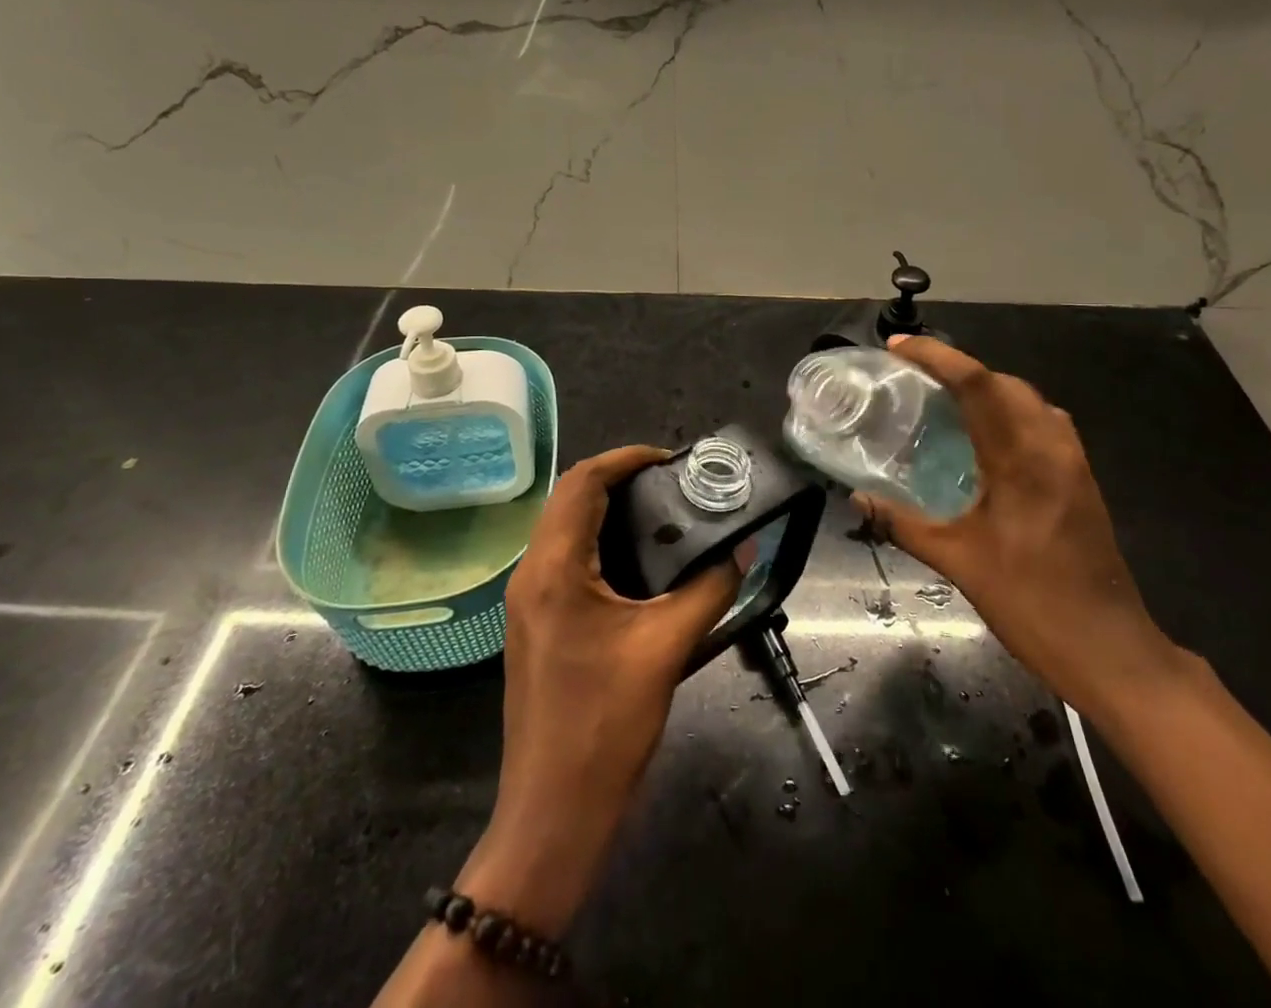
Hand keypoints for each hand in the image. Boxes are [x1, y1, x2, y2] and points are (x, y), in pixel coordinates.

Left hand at [459, 445, 740, 935]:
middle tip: (671, 483)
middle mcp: (531, 573)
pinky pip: (564, 559)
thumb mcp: (667, 648)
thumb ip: (710, 590)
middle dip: (618, 478)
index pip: (582, 482)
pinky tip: (639, 561)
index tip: (670, 459)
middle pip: (569, 498)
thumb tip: (742, 551)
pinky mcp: (536, 623)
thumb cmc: (606, 725)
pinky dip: (599, 540)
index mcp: (553, 568)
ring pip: (564, 527)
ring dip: (607, 508)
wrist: (553, 812)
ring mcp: (527, 601)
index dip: (626, 458)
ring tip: (662, 512)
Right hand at [854, 336, 1180, 718]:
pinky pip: (1043, 423)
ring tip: (945, 400)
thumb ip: (903, 523)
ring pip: (1028, 399)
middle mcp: (1051, 447)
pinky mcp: (1082, 479)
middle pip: (1004, 382)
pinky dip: (1009, 412)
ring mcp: (1073, 462)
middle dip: (958, 367)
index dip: (936, 356)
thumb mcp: (957, 563)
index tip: (897, 346)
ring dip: (987, 387)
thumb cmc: (1032, 603)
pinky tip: (985, 439)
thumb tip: (857, 498)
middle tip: (914, 375)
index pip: (977, 383)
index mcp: (1021, 459)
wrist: (1111, 650)